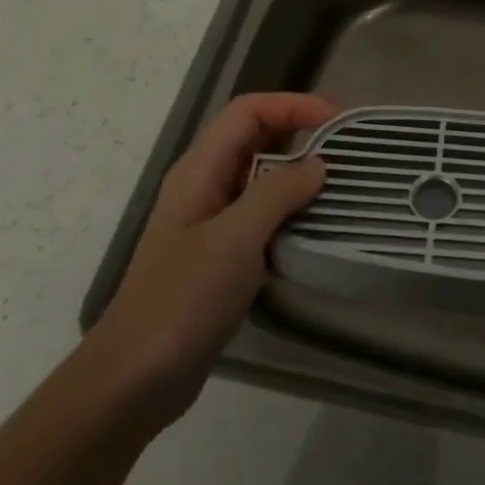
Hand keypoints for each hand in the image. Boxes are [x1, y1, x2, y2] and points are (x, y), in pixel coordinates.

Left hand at [87, 92, 334, 430]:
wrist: (135, 380)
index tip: (337, 121)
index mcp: (200, 171)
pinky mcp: (224, 257)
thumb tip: (320, 164)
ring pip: (263, 180)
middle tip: (349, 150)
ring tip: (344, 186)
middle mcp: (206, 187)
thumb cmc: (181, 300)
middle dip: (302, 134)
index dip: (293, 105)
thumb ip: (278, 192)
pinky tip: (321, 231)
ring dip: (302, 177)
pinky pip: (265, 219)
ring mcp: (213, 224)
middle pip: (257, 139)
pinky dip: (294, 215)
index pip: (248, 112)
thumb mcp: (235, 239)